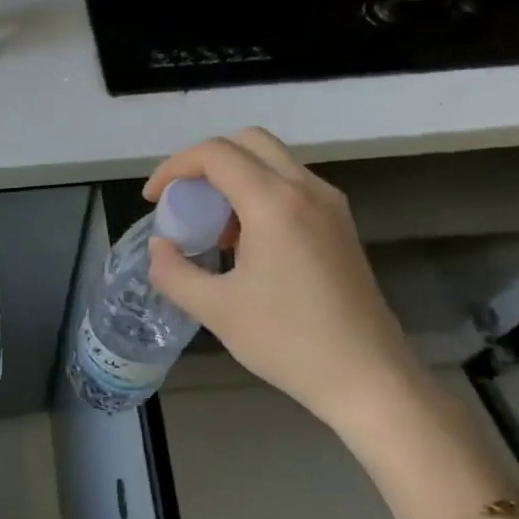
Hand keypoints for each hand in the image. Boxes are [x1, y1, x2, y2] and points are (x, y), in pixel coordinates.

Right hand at [144, 128, 427, 440]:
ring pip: (273, 162)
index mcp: (275, 203)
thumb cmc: (287, 341)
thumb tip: (159, 247)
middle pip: (248, 142)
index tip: (152, 199)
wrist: (366, 376)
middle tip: (181, 200)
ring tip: (210, 226)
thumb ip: (173, 272)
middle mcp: (307, 190)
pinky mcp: (340, 225)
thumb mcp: (214, 309)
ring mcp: (330, 206)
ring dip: (233, 178)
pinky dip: (258, 194)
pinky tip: (244, 242)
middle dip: (204, 162)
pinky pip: (291, 187)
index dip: (174, 168)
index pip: (215, 154)